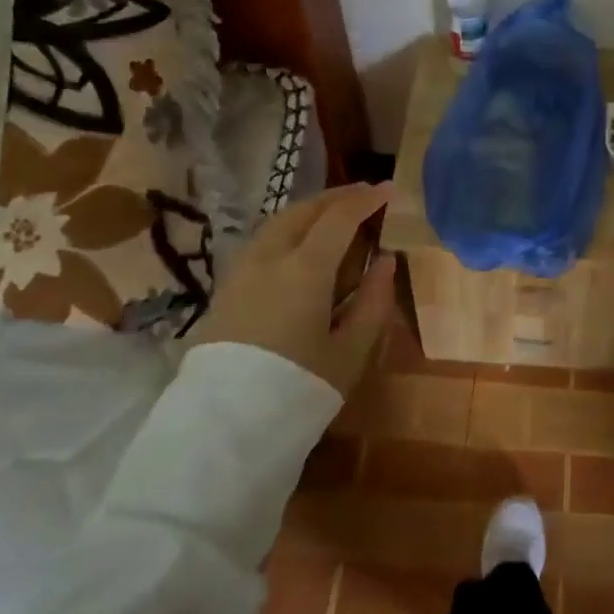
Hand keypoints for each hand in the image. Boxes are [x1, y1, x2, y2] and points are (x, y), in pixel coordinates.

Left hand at [186, 182, 397, 395]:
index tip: (388, 189)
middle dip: (336, 197)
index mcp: (305, 268)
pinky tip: (301, 244)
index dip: (366, 199)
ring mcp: (242, 269)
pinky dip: (289, 229)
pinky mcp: (227, 287)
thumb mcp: (351, 350)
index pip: (339, 218)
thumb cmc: (300, 386)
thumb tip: (386, 261)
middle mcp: (269, 257)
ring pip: (278, 222)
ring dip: (310, 210)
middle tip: (364, 195)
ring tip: (335, 215)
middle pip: (304, 210)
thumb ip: (374, 301)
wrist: (226, 424)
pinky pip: (263, 240)